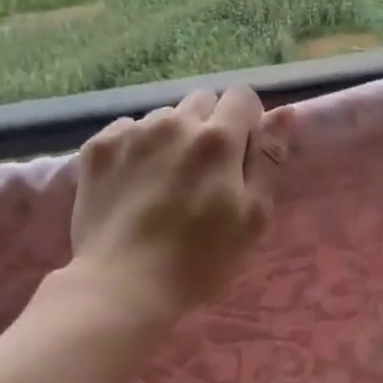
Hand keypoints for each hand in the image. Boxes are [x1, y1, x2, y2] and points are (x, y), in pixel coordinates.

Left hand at [67, 85, 286, 321]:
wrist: (121, 285)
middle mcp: (175, 123)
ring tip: (165, 181)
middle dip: (209, 125)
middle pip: (202, 101)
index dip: (247, 121)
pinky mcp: (98, 148)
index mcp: (218, 139)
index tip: (242, 153)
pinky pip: (127, 130)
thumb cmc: (200, 259)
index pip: (242, 97)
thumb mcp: (253, 217)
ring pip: (164, 117)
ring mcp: (132, 133)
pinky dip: (136, 148)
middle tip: (205, 171)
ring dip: (172, 137)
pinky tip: (134, 183)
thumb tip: (284, 113)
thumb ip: (268, 159)